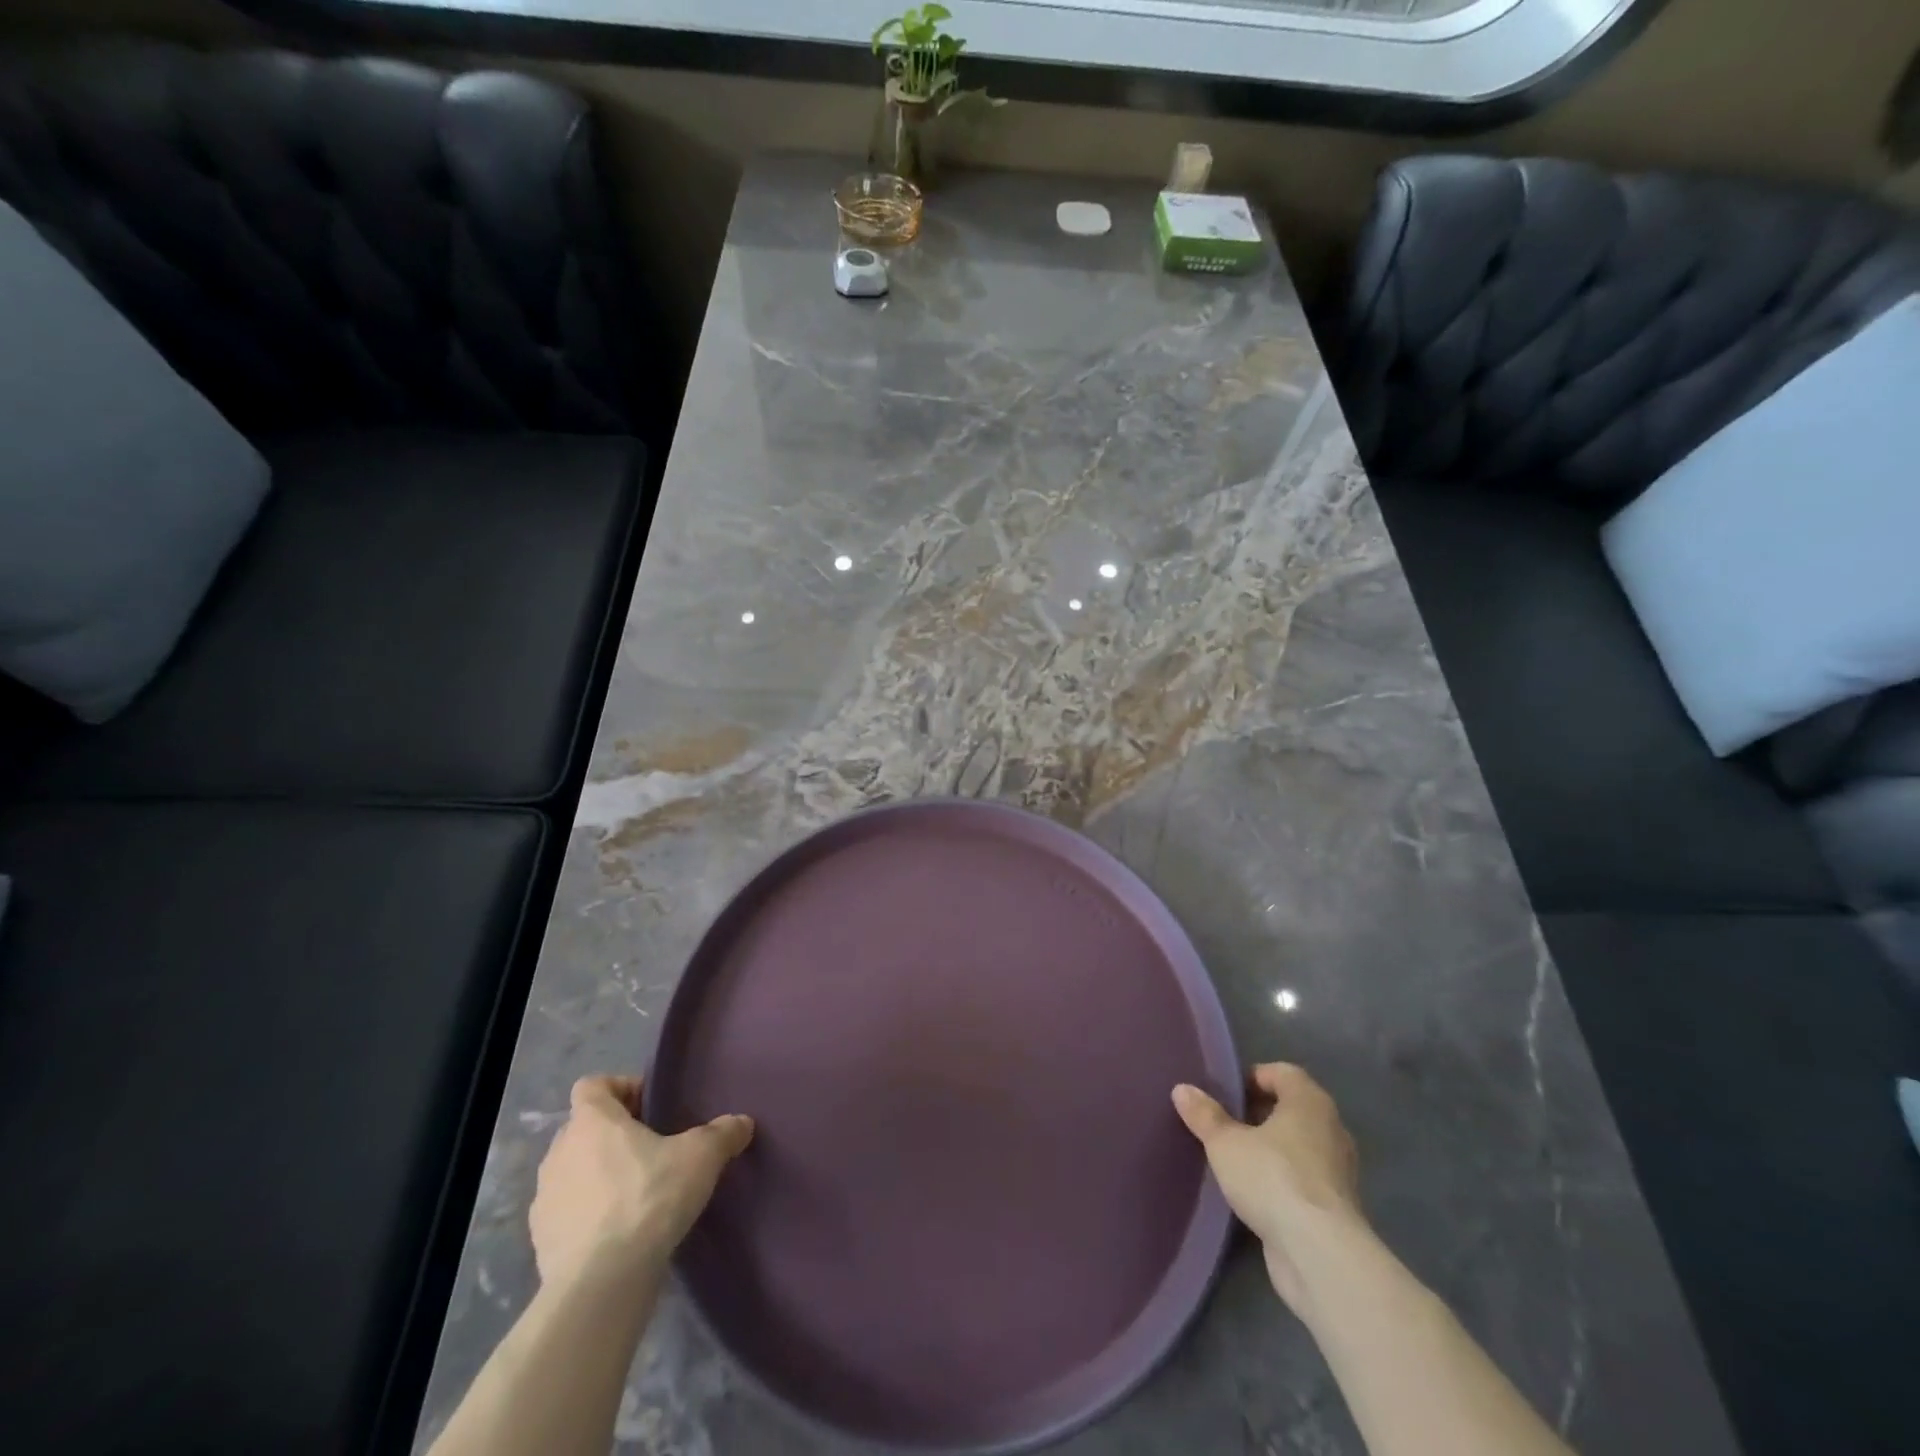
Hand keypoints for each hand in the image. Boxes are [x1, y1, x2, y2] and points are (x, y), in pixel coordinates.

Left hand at [529, 1075, 753, 1289]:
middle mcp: (559, 1152)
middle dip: (614, 1134)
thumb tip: (742, 1123)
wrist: (601, 1284)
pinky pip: (567, 1213)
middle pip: (584, 1128)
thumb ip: (722, 1134)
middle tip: (653, 1149)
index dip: (621, 1088)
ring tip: (637, 1193)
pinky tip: (619, 1232)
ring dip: (599, 1175)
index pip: (593, 1085)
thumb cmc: (648, 1199)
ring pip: (573, 1171)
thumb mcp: (701, 1157)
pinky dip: (588, 1215)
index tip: (651, 1107)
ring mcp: (544, 1199)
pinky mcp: (541, 1241)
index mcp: (591, 1121)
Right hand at [1173, 1063, 1365, 1313]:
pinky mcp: (1337, 1208)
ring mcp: (1338, 1171)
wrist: (1320, 1254)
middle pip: (1292, 1109)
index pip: (1283, 1073)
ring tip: (1236, 1160)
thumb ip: (1204, 1115)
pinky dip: (1283, 1180)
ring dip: (1272, 1149)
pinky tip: (1255, 1193)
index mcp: (1309, 1101)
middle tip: (1226, 1124)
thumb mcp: (1225, 1143)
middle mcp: (1331, 1129)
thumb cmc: (1273, 1178)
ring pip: (1300, 1146)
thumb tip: (1182, 1089)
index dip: (1254, 1077)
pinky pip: (1304, 1179)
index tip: (1226, 1094)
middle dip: (1260, 1114)